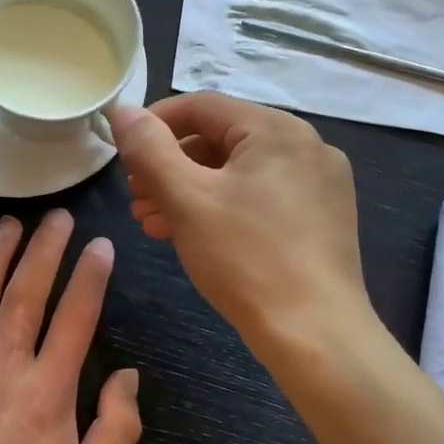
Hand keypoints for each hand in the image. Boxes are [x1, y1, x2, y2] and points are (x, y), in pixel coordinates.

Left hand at [0, 210, 142, 443]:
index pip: (75, 316)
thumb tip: (127, 374)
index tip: (98, 245)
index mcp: (48, 390)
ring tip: (9, 224)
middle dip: (45, 250)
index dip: (90, 276)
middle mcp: (2, 369)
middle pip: (26, 295)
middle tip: (57, 216)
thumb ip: (118, 425)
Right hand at [108, 93, 369, 347]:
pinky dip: (220, 208)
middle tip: (135, 194)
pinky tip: (189, 234)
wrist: (315, 336)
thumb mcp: (187, 198)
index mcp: (277, 130)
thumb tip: (122, 110)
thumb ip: (149, 149)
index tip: (123, 151)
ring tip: (151, 220)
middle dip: (170, 165)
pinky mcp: (320, 219)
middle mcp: (305, 147)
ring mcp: (318, 185)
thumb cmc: (246, 258)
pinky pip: (260, 198)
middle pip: (220, 139)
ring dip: (189, 191)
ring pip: (238, 173)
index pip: (202, 106)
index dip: (154, 123)